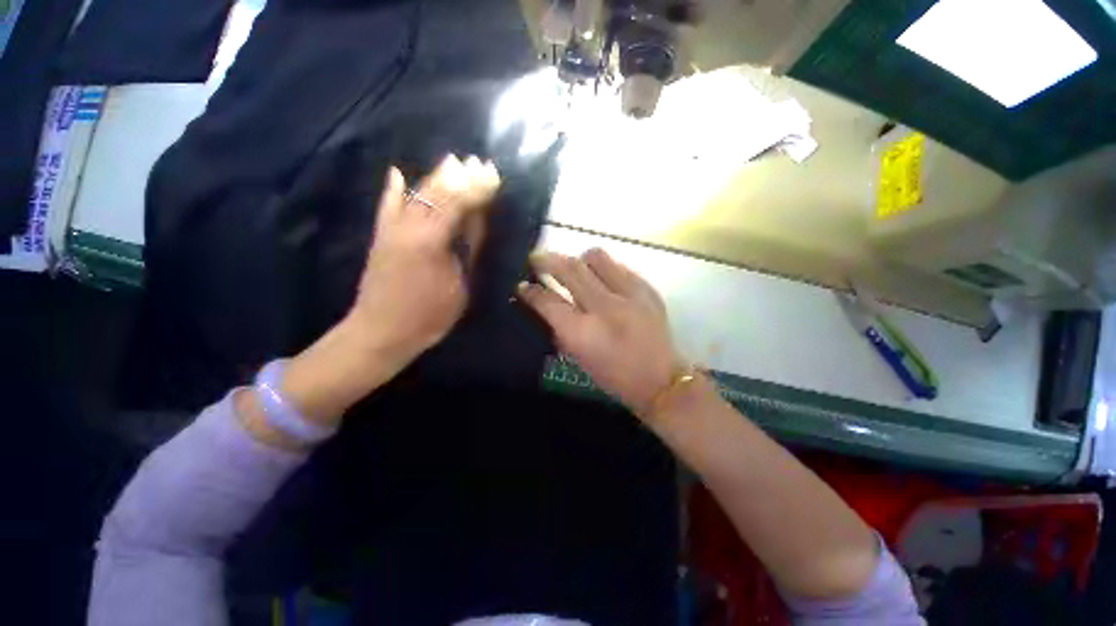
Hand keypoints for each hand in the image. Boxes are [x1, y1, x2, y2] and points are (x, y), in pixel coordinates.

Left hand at [241, 155, 499, 443]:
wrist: (380, 331)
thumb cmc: (429, 315)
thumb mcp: (460, 285)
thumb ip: (467, 249)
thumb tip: (477, 220)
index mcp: (431, 241)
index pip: (458, 205)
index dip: (478, 189)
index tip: (494, 175)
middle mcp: (407, 227)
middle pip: (436, 193)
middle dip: (460, 176)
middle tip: (480, 163)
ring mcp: (390, 230)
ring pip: (414, 194)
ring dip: (436, 176)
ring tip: (453, 161)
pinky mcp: (380, 237)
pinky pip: (387, 207)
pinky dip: (393, 189)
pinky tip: (397, 172)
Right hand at [518, 248, 684, 417]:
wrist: (662, 380)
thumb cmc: (615, 376)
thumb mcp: (579, 358)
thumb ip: (560, 327)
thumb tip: (544, 303)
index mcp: (583, 333)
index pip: (548, 301)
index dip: (530, 291)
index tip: (522, 285)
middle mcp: (604, 308)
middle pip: (569, 269)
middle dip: (546, 260)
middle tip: (536, 259)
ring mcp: (629, 294)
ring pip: (595, 257)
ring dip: (578, 260)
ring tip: (574, 268)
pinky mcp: (646, 289)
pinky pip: (617, 266)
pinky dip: (602, 269)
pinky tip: (601, 279)